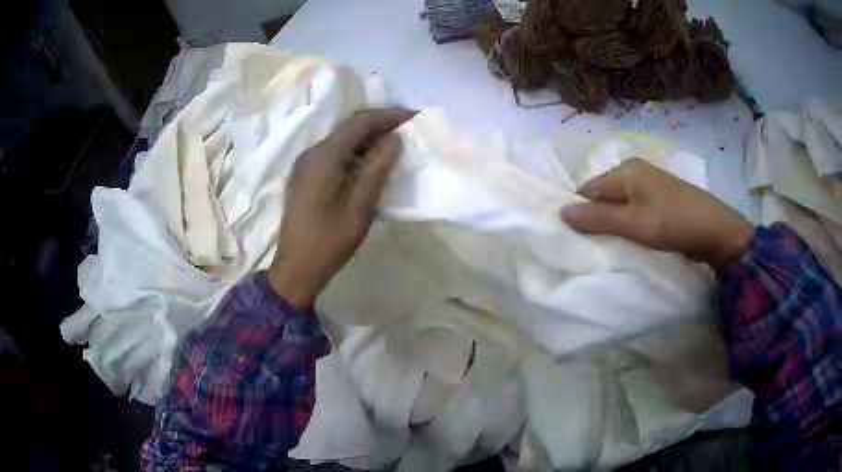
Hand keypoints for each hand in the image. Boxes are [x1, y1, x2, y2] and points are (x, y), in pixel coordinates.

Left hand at [268, 108, 415, 307]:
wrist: (296, 268)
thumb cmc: (330, 241)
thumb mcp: (361, 206)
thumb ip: (378, 168)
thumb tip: (394, 139)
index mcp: (325, 156)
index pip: (360, 121)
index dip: (389, 115)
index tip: (415, 116)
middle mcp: (312, 152)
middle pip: (349, 127)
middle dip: (380, 123)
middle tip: (408, 128)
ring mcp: (305, 164)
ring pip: (341, 139)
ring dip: (368, 137)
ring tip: (395, 143)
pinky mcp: (305, 176)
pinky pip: (333, 153)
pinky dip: (355, 151)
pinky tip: (370, 162)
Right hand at [561, 159, 753, 272]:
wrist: (715, 229)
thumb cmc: (672, 222)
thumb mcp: (633, 223)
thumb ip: (597, 218)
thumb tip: (561, 212)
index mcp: (625, 170)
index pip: (589, 189)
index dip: (581, 213)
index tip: (578, 238)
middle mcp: (635, 171)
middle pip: (604, 196)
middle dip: (598, 219)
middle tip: (596, 245)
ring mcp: (650, 184)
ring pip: (620, 204)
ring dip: (615, 224)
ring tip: (614, 244)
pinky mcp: (661, 198)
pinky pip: (636, 209)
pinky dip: (630, 224)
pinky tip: (634, 238)